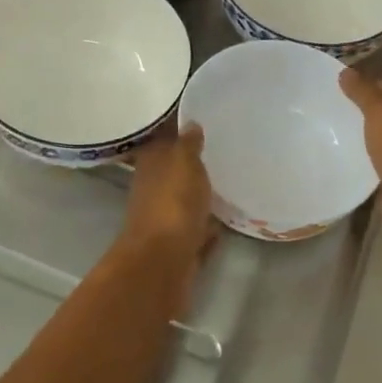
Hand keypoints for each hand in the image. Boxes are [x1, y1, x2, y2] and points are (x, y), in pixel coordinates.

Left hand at [121, 124, 213, 266]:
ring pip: (186, 202)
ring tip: (229, 184)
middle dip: (193, 164)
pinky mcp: (180, 245)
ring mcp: (166, 219)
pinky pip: (198, 230)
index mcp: (151, 163)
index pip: (164, 139)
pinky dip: (208, 226)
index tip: (201, 121)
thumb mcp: (184, 162)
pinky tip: (227, 220)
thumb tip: (190, 123)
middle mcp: (154, 189)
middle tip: (222, 151)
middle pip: (175, 172)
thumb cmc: (173, 202)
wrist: (164, 261)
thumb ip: (188, 143)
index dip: (178, 131)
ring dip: (201, 196)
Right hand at [339, 68, 381, 252]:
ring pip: (380, 140)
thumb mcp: (381, 112)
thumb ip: (364, 92)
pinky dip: (362, 162)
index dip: (367, 84)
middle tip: (329, 108)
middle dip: (362, 110)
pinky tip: (342, 162)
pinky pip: (376, 165)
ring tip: (330, 133)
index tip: (338, 84)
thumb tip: (346, 72)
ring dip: (361, 137)